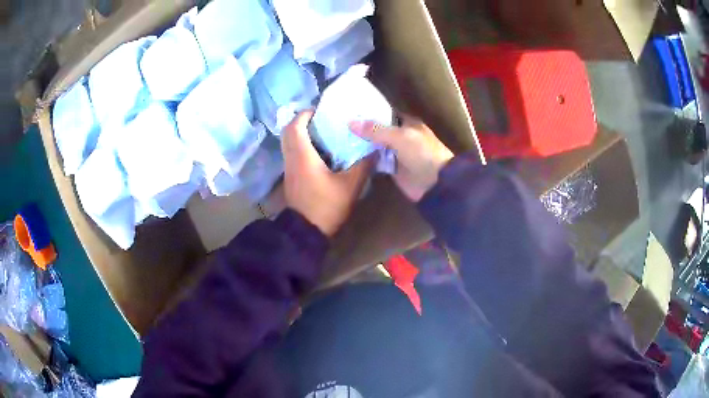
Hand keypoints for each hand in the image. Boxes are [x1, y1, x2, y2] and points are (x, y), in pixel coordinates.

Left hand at [282, 111, 370, 236]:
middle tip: (320, 119)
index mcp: (303, 156)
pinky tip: (318, 152)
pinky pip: (291, 154)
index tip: (319, 110)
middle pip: (288, 132)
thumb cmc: (327, 206)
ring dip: (300, 134)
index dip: (304, 114)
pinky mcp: (290, 178)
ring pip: (288, 143)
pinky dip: (300, 146)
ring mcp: (288, 169)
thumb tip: (374, 149)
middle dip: (301, 121)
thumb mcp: (350, 186)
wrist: (307, 231)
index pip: (295, 126)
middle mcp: (291, 159)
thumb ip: (363, 165)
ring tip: (321, 132)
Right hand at [350, 117, 453, 201]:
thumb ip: (375, 130)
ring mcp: (396, 153)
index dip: (370, 113)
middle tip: (340, 126)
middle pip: (379, 131)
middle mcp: (401, 136)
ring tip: (340, 139)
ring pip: (376, 146)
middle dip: (363, 130)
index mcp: (407, 124)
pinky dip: (366, 160)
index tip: (350, 111)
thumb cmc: (421, 153)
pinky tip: (349, 157)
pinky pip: (377, 161)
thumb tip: (350, 122)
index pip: (385, 114)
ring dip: (362, 145)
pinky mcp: (392, 169)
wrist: (435, 182)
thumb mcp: (399, 137)